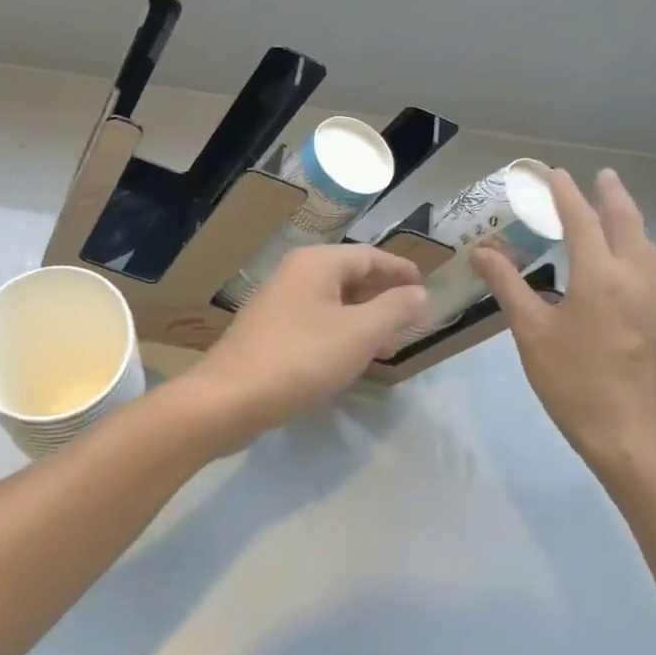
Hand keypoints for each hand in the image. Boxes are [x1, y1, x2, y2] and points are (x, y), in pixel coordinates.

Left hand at [191, 245, 427, 444]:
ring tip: (389, 345)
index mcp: (316, 264)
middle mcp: (295, 274)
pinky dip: (340, 335)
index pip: (368, 255)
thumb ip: (395, 309)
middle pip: (349, 277)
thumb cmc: (301, 358)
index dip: (399, 270)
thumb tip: (420, 293)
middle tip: (412, 319)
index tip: (425, 285)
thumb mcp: (359, 333)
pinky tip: (351, 361)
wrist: (229, 398)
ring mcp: (279, 304)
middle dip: (383, 297)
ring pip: (333, 303)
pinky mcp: (270, 333)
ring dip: (363, 320)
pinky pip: (316, 324)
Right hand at [473, 167, 655, 473]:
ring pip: (645, 242)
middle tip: (598, 175)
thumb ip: (508, 285)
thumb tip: (483, 251)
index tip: (550, 172)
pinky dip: (636, 245)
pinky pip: (652, 264)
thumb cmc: (573, 381)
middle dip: (611, 194)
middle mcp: (636, 276)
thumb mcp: (531, 332)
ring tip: (610, 208)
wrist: (630, 433)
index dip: (564, 192)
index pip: (581, 219)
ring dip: (627, 218)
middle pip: (626, 221)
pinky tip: (623, 257)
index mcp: (600, 276)